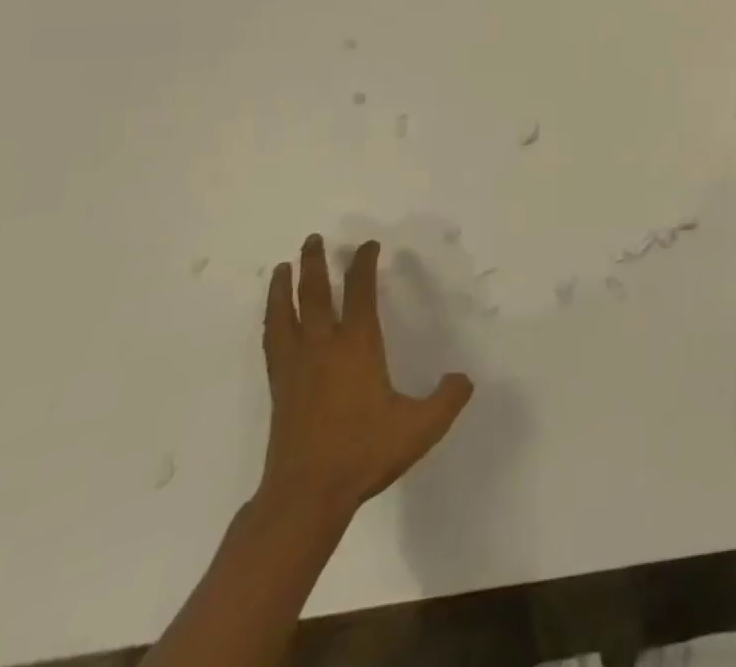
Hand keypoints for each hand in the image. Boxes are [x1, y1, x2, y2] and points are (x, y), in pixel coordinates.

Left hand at [257, 235, 472, 529]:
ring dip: (284, 287)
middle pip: (315, 294)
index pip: (360, 292)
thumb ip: (446, 399)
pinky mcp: (280, 388)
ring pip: (286, 314)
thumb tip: (463, 378)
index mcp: (358, 346)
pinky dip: (271, 321)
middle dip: (316, 263)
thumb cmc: (364, 454)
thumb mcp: (419, 428)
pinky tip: (272, 317)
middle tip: (314, 238)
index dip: (363, 264)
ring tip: (282, 266)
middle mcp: (324, 346)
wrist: (306, 496)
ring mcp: (297, 366)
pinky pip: (273, 342)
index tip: (368, 246)